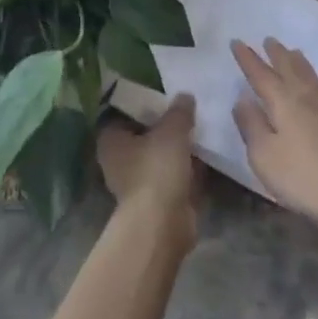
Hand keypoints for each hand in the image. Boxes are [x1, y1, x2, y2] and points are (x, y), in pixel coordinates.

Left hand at [97, 94, 199, 242]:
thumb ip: (179, 111)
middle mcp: (119, 161)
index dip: (142, 104)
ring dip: (177, 149)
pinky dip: (187, 169)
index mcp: (111, 141)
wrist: (163, 223)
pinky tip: (207, 156)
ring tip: (201, 129)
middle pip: (143, 136)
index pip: (122, 114)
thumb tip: (185, 95)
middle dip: (164, 127)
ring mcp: (137, 183)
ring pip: (159, 157)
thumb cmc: (157, 169)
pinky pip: (173, 176)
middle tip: (187, 110)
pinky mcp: (157, 201)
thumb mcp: (172, 130)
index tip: (164, 96)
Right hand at [232, 39, 317, 237]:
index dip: (248, 59)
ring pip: (308, 77)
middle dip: (276, 54)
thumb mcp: (263, 154)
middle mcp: (304, 99)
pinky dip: (311, 77)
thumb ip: (250, 124)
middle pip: (288, 69)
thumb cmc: (301, 176)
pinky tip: (312, 86)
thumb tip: (242, 99)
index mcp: (283, 102)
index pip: (260, 74)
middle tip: (268, 39)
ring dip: (297, 62)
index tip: (237, 42)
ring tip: (292, 51)